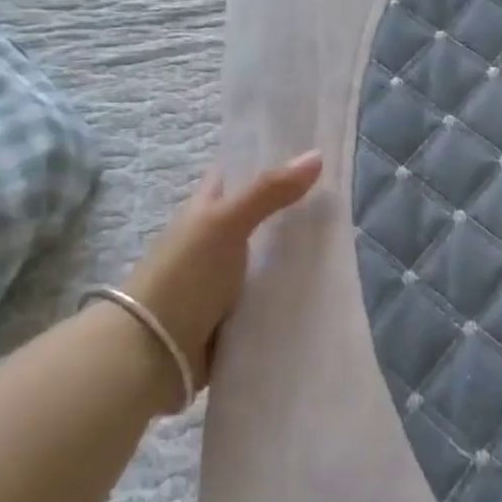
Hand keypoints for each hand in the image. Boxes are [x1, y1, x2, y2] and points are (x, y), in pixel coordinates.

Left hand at [122, 150, 323, 400]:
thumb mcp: (226, 223)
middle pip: (261, 215)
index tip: (311, 151)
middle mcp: (216, 238)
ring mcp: (227, 276)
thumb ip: (269, 191)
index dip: (267, 159)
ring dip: (300, 248)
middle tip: (342, 197)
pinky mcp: (239, 310)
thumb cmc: (184, 274)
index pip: (237, 173)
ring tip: (347, 237)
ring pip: (271, 253)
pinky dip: (295, 285)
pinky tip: (326, 281)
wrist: (154, 351)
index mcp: (206, 210)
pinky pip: (274, 289)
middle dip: (295, 207)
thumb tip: (318, 155)